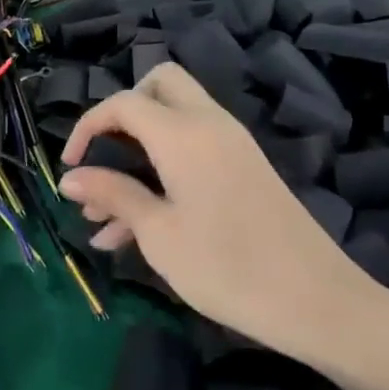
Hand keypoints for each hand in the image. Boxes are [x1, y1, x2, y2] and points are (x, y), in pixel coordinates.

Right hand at [58, 64, 388, 372]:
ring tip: (100, 218)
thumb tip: (69, 177)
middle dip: (122, 113)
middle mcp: (208, 125)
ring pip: (172, 123)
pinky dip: (160, 171)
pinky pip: (192, 151)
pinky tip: (131, 231)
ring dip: (135, 153)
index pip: (124, 103)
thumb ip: (112, 194)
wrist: (320, 303)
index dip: (87, 126)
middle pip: (158, 86)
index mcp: (183, 133)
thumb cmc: (228, 267)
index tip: (69, 166)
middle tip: (103, 156)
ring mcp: (231, 146)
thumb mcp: (158, 233)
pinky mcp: (243, 170)